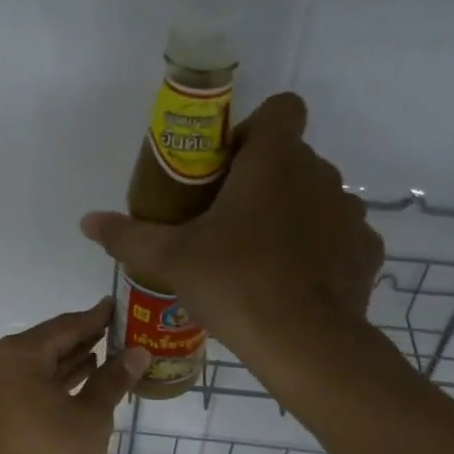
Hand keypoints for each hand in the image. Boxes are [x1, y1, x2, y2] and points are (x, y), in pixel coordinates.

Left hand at [0, 298, 149, 453]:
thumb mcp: (91, 417)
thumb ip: (112, 380)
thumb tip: (138, 353)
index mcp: (18, 355)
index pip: (66, 326)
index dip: (96, 318)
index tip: (119, 306)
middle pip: (50, 344)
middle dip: (86, 340)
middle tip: (122, 332)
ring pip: (39, 367)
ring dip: (72, 362)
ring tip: (109, 356)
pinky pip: (30, 387)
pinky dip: (56, 383)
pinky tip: (83, 383)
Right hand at [79, 93, 383, 362]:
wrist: (306, 344)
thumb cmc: (235, 283)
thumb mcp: (170, 259)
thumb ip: (127, 235)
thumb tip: (87, 221)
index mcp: (275, 160)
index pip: (282, 109)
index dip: (254, 129)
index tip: (228, 168)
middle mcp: (320, 174)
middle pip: (293, 157)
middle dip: (264, 179)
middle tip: (229, 222)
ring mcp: (350, 213)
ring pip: (316, 196)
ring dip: (292, 212)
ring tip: (261, 256)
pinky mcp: (366, 251)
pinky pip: (339, 235)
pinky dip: (320, 248)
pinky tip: (295, 281)